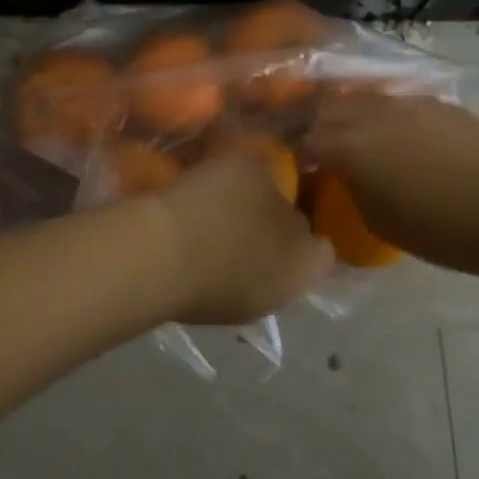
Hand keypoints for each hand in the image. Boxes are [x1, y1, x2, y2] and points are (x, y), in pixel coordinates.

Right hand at [151, 155, 332, 325]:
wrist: (154, 259)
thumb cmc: (222, 210)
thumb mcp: (253, 169)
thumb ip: (269, 173)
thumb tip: (269, 176)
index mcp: (306, 266)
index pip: (324, 242)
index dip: (310, 211)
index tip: (292, 183)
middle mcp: (278, 297)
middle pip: (282, 255)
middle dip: (268, 223)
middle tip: (247, 188)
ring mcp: (234, 309)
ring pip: (244, 265)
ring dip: (233, 238)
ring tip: (210, 199)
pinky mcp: (195, 309)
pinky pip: (210, 271)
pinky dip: (203, 250)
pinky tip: (185, 220)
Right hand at [302, 92, 478, 273]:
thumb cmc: (441, 229)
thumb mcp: (379, 220)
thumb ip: (352, 188)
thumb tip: (344, 175)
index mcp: (349, 146)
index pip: (305, 139)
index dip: (293, 150)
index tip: (294, 162)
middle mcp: (371, 114)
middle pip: (327, 106)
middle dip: (315, 121)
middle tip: (316, 141)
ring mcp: (407, 102)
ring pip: (362, 97)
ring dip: (349, 112)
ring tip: (354, 133)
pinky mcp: (438, 102)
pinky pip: (397, 101)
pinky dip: (384, 114)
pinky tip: (398, 133)